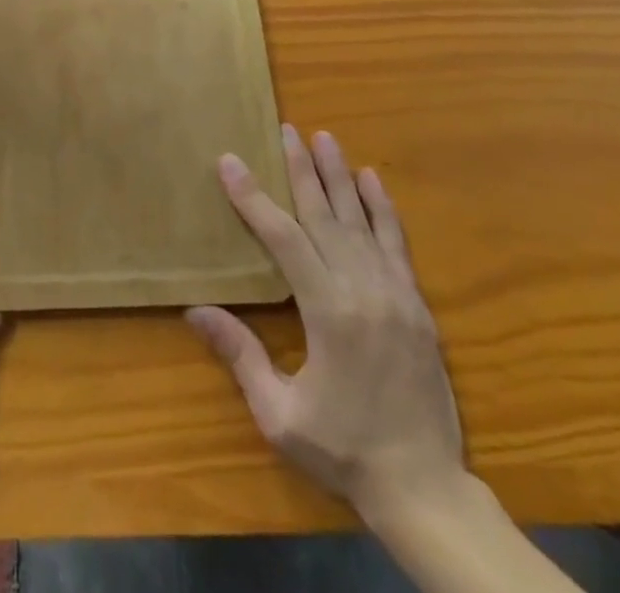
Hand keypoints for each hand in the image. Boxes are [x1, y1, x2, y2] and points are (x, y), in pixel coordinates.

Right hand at [187, 125, 464, 522]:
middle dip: (301, 169)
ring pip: (361, 221)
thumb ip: (241, 355)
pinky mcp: (418, 306)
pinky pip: (397, 244)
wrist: (426, 490)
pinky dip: (383, 209)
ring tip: (325, 138)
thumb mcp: (280, 414)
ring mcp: (396, 295)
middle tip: (286, 129)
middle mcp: (363, 291)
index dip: (253, 198)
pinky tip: (373, 180)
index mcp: (328, 313)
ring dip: (340, 176)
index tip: (231, 162)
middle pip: (325, 215)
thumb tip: (194, 310)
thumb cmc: (343, 451)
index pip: (283, 238)